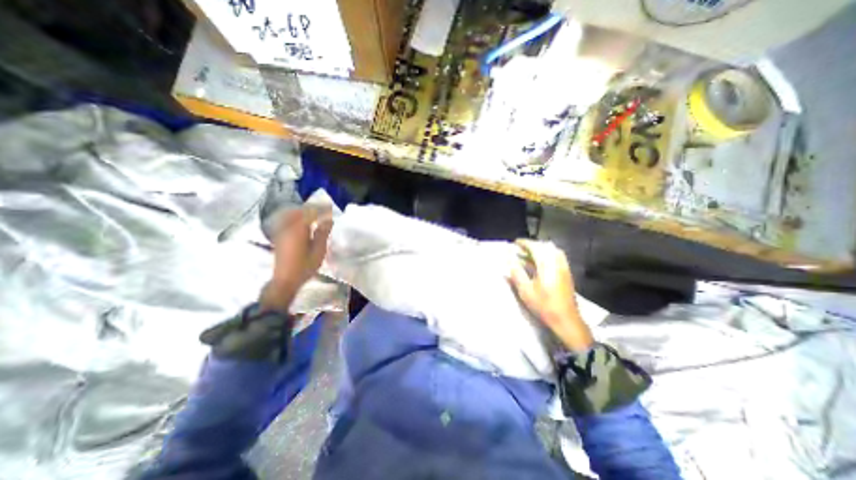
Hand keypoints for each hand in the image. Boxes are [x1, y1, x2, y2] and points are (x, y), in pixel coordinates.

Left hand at [259, 205, 331, 309]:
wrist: (284, 280)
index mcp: (298, 229)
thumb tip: (328, 220)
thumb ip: (322, 233)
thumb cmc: (304, 266)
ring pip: (292, 215)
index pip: (310, 212)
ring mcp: (282, 232)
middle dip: (312, 209)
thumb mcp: (318, 251)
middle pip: (299, 211)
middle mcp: (288, 227)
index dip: (320, 209)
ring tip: (316, 216)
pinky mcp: (280, 237)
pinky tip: (305, 225)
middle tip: (324, 211)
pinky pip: (289, 222)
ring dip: (304, 213)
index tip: (330, 208)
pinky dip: (298, 219)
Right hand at [506, 242, 596, 350]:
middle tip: (520, 248)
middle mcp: (557, 262)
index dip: (524, 243)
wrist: (566, 319)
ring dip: (539, 249)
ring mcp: (563, 267)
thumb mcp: (525, 289)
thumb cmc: (543, 305)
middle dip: (532, 245)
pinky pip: (556, 257)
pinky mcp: (566, 273)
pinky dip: (546, 255)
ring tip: (528, 254)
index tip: (515, 242)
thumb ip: (516, 272)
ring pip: (552, 251)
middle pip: (545, 246)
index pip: (535, 247)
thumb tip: (508, 258)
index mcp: (547, 264)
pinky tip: (539, 262)